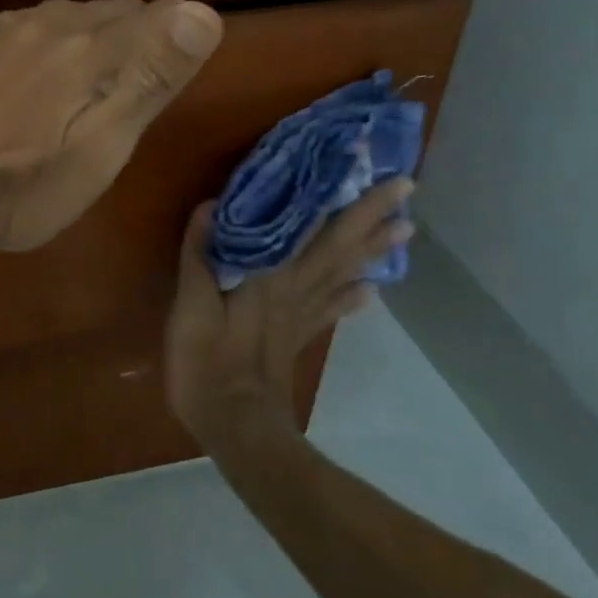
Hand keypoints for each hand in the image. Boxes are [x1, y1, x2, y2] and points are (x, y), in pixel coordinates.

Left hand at [0, 0, 223, 251]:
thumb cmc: (27, 183)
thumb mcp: (103, 145)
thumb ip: (151, 76)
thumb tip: (203, 11)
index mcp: (93, 46)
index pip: (156, 16)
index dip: (178, 32)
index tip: (185, 56)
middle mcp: (52, 24)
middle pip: (113, 12)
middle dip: (138, 33)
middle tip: (146, 73)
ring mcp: (7, 34)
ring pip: (70, 18)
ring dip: (94, 35)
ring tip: (97, 72)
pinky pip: (32, 31)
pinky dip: (52, 45)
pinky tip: (41, 74)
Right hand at [164, 181, 413, 448]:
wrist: (236, 427)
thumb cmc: (208, 366)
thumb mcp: (190, 311)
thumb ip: (200, 258)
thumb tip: (211, 205)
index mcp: (271, 277)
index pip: (315, 229)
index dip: (346, 199)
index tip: (373, 170)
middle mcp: (295, 289)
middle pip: (339, 246)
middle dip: (372, 215)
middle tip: (406, 188)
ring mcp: (300, 315)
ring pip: (343, 273)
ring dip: (372, 249)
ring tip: (403, 229)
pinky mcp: (298, 336)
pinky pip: (331, 308)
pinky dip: (352, 296)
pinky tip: (373, 288)